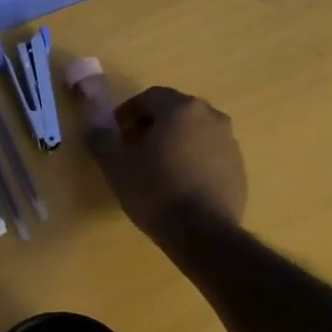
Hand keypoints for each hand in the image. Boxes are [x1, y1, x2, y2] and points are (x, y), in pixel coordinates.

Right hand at [87, 87, 246, 244]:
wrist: (202, 233)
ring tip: (157, 168)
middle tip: (133, 148)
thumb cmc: (155, 191)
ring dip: (174, 142)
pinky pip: (209, 154)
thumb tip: (93, 127)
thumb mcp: (116, 165)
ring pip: (194, 132)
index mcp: (181, 108)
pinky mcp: (238, 167)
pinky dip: (192, 160)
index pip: (150, 97)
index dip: (128, 111)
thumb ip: (101, 139)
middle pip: (175, 112)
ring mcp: (229, 142)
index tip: (116, 132)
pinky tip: (179, 184)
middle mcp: (211, 116)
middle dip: (152, 125)